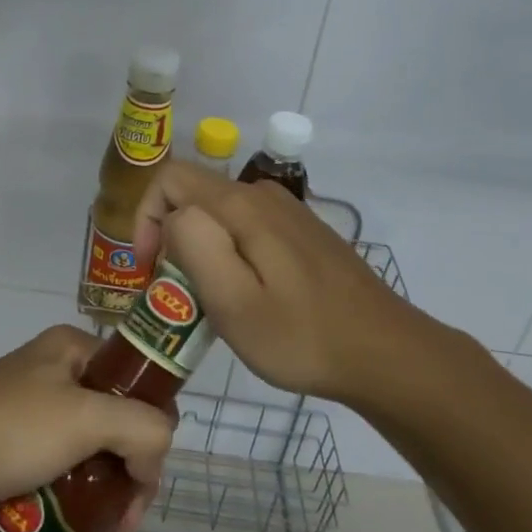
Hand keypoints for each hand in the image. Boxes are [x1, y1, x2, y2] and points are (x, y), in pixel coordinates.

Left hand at [0, 326, 172, 531]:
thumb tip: (152, 463)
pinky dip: (72, 516)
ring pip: (87, 462)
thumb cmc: (11, 429)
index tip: (146, 477)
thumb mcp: (87, 418)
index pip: (134, 382)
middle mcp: (52, 376)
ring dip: (102, 509)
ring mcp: (28, 418)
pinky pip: (57, 483)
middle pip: (114, 428)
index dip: (151, 428)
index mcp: (71, 350)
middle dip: (127, 482)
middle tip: (126, 525)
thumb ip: (142, 430)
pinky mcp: (9, 456)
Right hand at [132, 162, 463, 404]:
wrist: (385, 353)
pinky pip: (246, 228)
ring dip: (200, 250)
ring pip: (218, 215)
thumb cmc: (302, 336)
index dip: (146, 218)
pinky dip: (229, 254)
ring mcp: (288, 212)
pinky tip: (248, 297)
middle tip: (180, 296)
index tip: (150, 270)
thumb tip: (174, 216)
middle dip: (170, 240)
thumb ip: (194, 245)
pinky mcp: (303, 233)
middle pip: (193, 196)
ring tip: (211, 302)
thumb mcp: (233, 302)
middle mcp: (263, 195)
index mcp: (242, 205)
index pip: (169, 178)